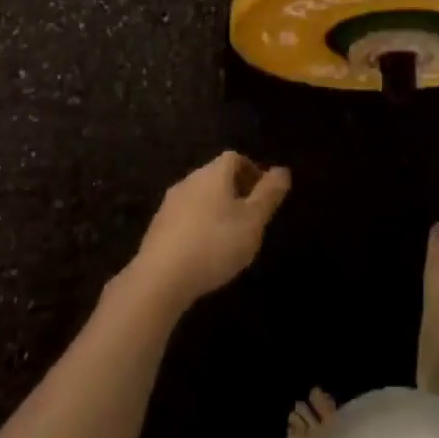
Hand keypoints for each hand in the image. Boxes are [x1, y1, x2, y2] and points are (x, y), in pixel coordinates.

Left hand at [125, 152, 291, 310]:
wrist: (160, 279)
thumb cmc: (215, 243)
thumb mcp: (253, 221)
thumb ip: (269, 194)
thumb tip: (282, 170)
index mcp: (213, 173)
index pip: (235, 158)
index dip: (252, 170)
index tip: (264, 194)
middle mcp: (189, 181)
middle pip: (216, 176)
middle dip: (236, 190)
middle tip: (251, 216)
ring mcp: (169, 205)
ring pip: (200, 197)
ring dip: (216, 209)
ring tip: (230, 236)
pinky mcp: (157, 228)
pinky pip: (185, 218)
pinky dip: (199, 226)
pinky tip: (205, 251)